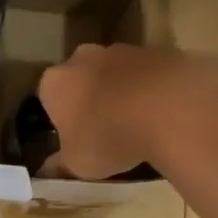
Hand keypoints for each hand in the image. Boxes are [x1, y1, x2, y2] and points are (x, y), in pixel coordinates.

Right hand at [37, 44, 217, 179]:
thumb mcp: (79, 163)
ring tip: (139, 122)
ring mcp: (123, 50)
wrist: (168, 110)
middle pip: (82, 78)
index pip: (50, 98)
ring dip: (123, 91)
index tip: (76, 137)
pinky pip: (148, 73)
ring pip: (116, 73)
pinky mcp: (157, 51)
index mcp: (56, 82)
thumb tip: (48, 167)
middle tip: (106, 128)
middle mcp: (83, 57)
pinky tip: (164, 112)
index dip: (62, 118)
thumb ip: (61, 163)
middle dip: (91, 98)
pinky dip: (152, 88)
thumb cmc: (109, 137)